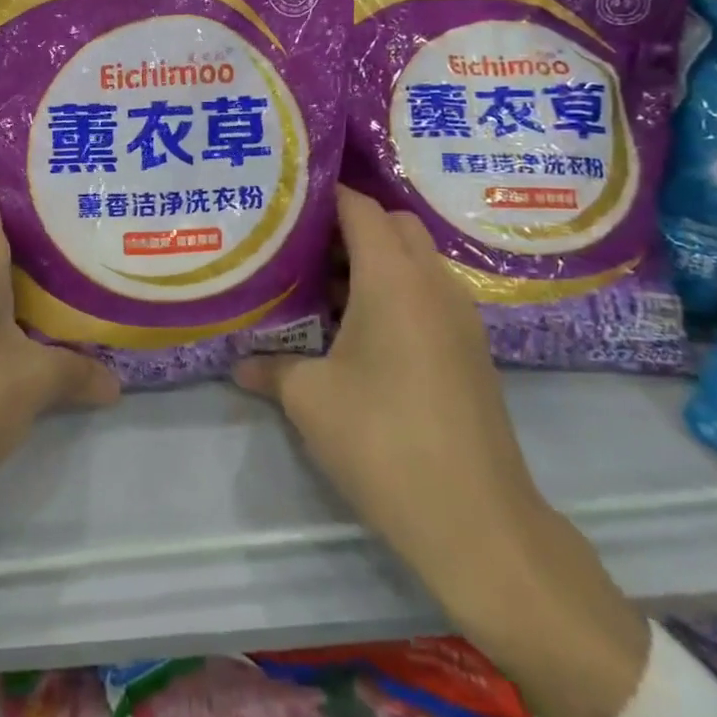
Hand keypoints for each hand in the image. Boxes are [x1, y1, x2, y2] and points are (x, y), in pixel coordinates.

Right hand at [234, 187, 649, 716]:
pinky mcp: (471, 346)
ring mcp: (460, 314)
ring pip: (415, 258)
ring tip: (324, 290)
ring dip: (374, 260)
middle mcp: (433, 282)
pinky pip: (430, 291)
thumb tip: (239, 363)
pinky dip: (396, 289)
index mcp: (393, 277)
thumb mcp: (310, 400)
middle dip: (349, 225)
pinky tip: (361, 329)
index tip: (286, 202)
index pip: (360, 207)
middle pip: (393, 223)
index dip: (324, 195)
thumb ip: (271, 368)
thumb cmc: (383, 442)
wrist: (477, 521)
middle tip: (301, 249)